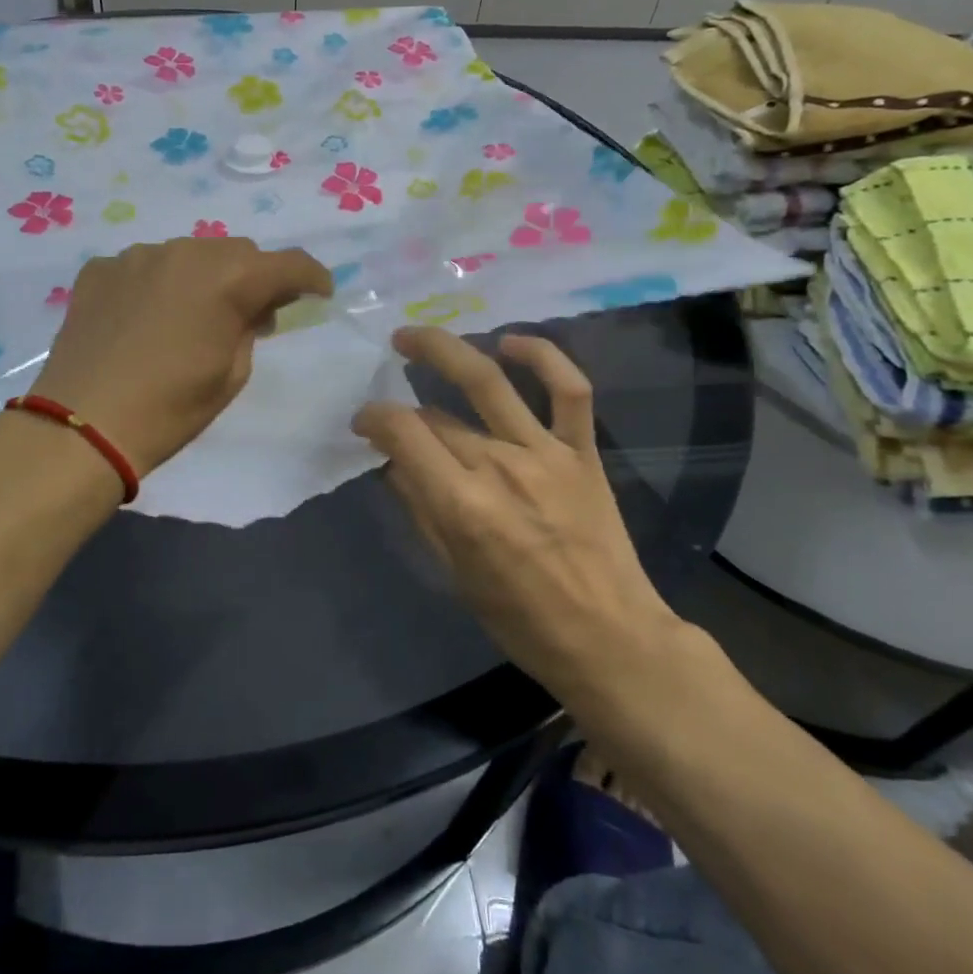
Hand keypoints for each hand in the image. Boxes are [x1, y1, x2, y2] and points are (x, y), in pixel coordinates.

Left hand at [30, 238, 333, 476]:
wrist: (83, 425)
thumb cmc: (170, 408)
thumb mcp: (232, 375)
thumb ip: (250, 329)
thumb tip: (251, 310)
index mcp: (229, 279)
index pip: (288, 264)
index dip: (311, 277)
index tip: (319, 293)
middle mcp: (186, 252)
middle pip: (238, 252)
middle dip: (253, 278)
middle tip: (251, 313)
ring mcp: (138, 256)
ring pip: (190, 254)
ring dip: (203, 278)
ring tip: (191, 315)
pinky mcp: (100, 268)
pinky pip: (145, 266)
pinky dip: (158, 284)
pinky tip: (146, 318)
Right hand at [351, 327, 681, 704]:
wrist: (609, 637)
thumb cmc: (521, 619)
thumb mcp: (454, 573)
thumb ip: (421, 510)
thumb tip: (394, 464)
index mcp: (462, 505)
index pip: (404, 433)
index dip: (374, 418)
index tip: (363, 422)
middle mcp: (500, 466)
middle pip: (437, 415)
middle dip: (403, 407)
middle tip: (387, 404)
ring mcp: (546, 452)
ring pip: (489, 381)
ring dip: (445, 349)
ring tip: (412, 336)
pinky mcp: (582, 451)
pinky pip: (569, 390)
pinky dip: (542, 357)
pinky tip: (509, 343)